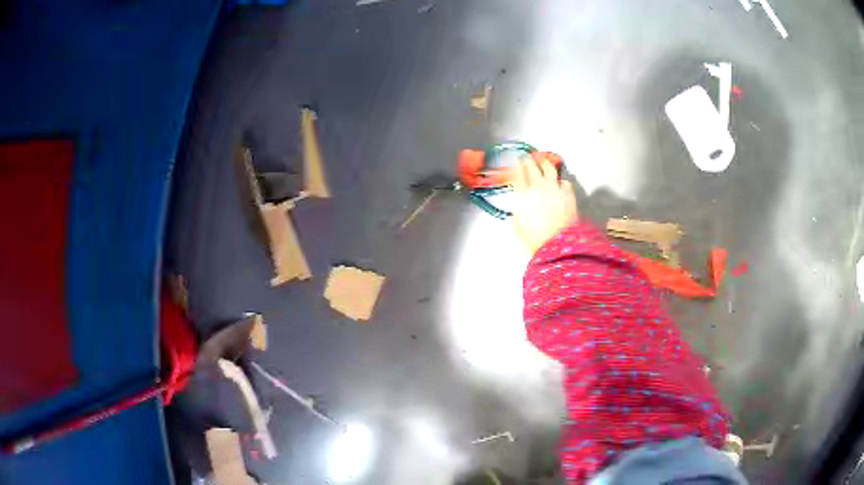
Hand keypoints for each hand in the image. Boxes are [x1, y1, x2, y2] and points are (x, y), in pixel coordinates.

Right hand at [511, 157, 577, 254]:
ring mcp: (555, 189)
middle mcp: (539, 187)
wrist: (557, 245)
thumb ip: (517, 213)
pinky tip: (560, 183)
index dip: (517, 165)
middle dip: (529, 160)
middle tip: (528, 158)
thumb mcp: (518, 227)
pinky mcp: (568, 194)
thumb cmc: (536, 239)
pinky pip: (564, 182)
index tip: (516, 161)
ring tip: (544, 161)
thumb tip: (519, 209)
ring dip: (545, 163)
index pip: (518, 172)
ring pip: (550, 168)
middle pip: (533, 166)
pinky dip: (561, 181)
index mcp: (524, 194)